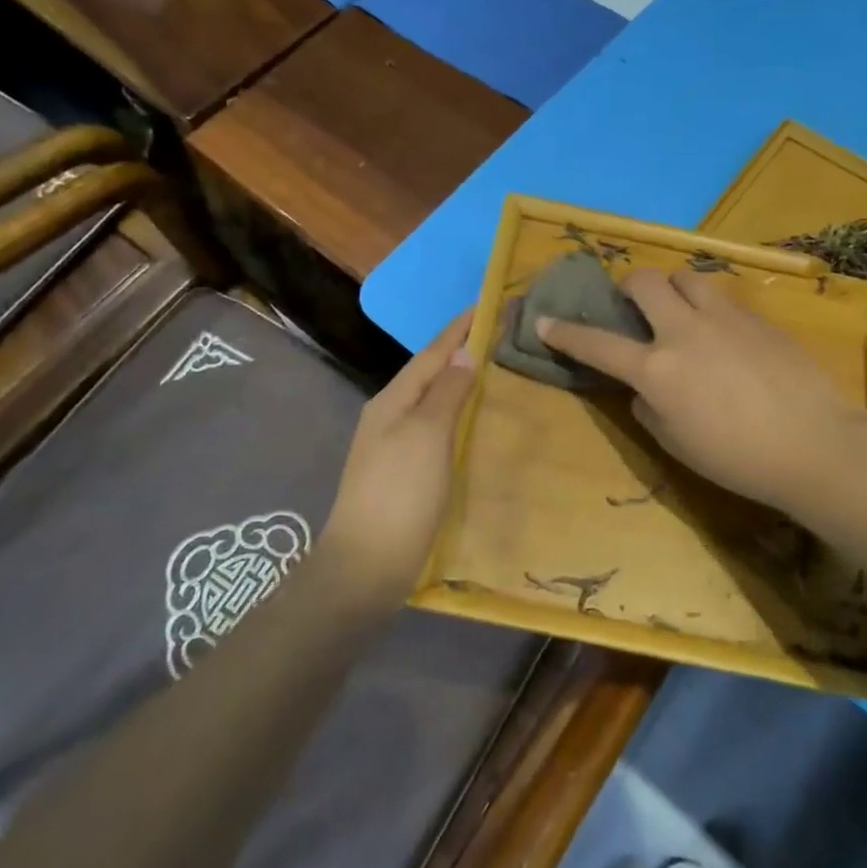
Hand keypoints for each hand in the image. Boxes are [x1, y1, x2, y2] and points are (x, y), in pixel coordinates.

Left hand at [328, 312, 475, 589]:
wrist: (367, 565)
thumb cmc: (400, 493)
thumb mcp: (426, 435)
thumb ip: (447, 392)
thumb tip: (465, 353)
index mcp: (393, 400)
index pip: (433, 352)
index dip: (460, 327)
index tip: (489, 302)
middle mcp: (390, 415)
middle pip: (431, 372)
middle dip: (461, 349)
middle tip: (499, 333)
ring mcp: (395, 444)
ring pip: (433, 399)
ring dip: (460, 380)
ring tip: (493, 367)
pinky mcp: (405, 471)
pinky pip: (436, 426)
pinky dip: (458, 413)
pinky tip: (474, 419)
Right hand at [538, 268, 866, 515]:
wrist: (815, 445)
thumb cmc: (738, 459)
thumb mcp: (677, 445)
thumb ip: (649, 409)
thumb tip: (645, 388)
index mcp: (656, 370)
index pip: (597, 344)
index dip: (564, 333)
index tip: (543, 321)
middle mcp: (683, 331)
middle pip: (643, 280)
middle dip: (629, 287)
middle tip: (636, 306)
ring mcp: (724, 317)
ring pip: (686, 275)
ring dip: (674, 288)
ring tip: (683, 312)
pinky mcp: (757, 316)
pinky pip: (723, 296)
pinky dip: (710, 306)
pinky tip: (726, 334)